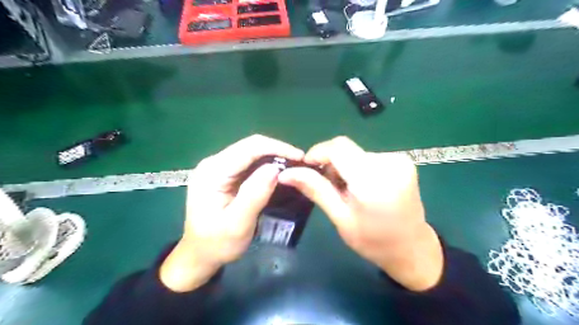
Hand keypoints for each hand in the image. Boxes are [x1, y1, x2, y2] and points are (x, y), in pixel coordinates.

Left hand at [158, 135, 302, 291]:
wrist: (199, 254)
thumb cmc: (217, 243)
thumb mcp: (238, 224)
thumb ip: (255, 194)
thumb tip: (275, 168)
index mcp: (213, 171)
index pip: (249, 148)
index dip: (277, 148)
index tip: (300, 157)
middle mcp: (214, 163)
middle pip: (251, 147)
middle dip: (278, 152)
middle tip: (301, 164)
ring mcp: (219, 167)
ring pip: (252, 153)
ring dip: (274, 158)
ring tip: (294, 167)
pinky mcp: (226, 174)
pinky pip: (250, 163)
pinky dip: (267, 166)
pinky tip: (279, 173)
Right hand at [276, 136, 444, 290]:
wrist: (412, 248)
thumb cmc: (373, 241)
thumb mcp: (340, 217)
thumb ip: (315, 189)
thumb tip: (287, 173)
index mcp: (373, 180)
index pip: (339, 147)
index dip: (318, 152)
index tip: (308, 168)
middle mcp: (389, 163)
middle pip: (346, 149)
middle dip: (331, 163)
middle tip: (329, 187)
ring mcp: (400, 160)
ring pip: (356, 152)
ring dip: (345, 166)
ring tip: (347, 190)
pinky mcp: (403, 161)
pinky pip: (369, 156)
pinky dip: (358, 167)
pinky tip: (362, 186)